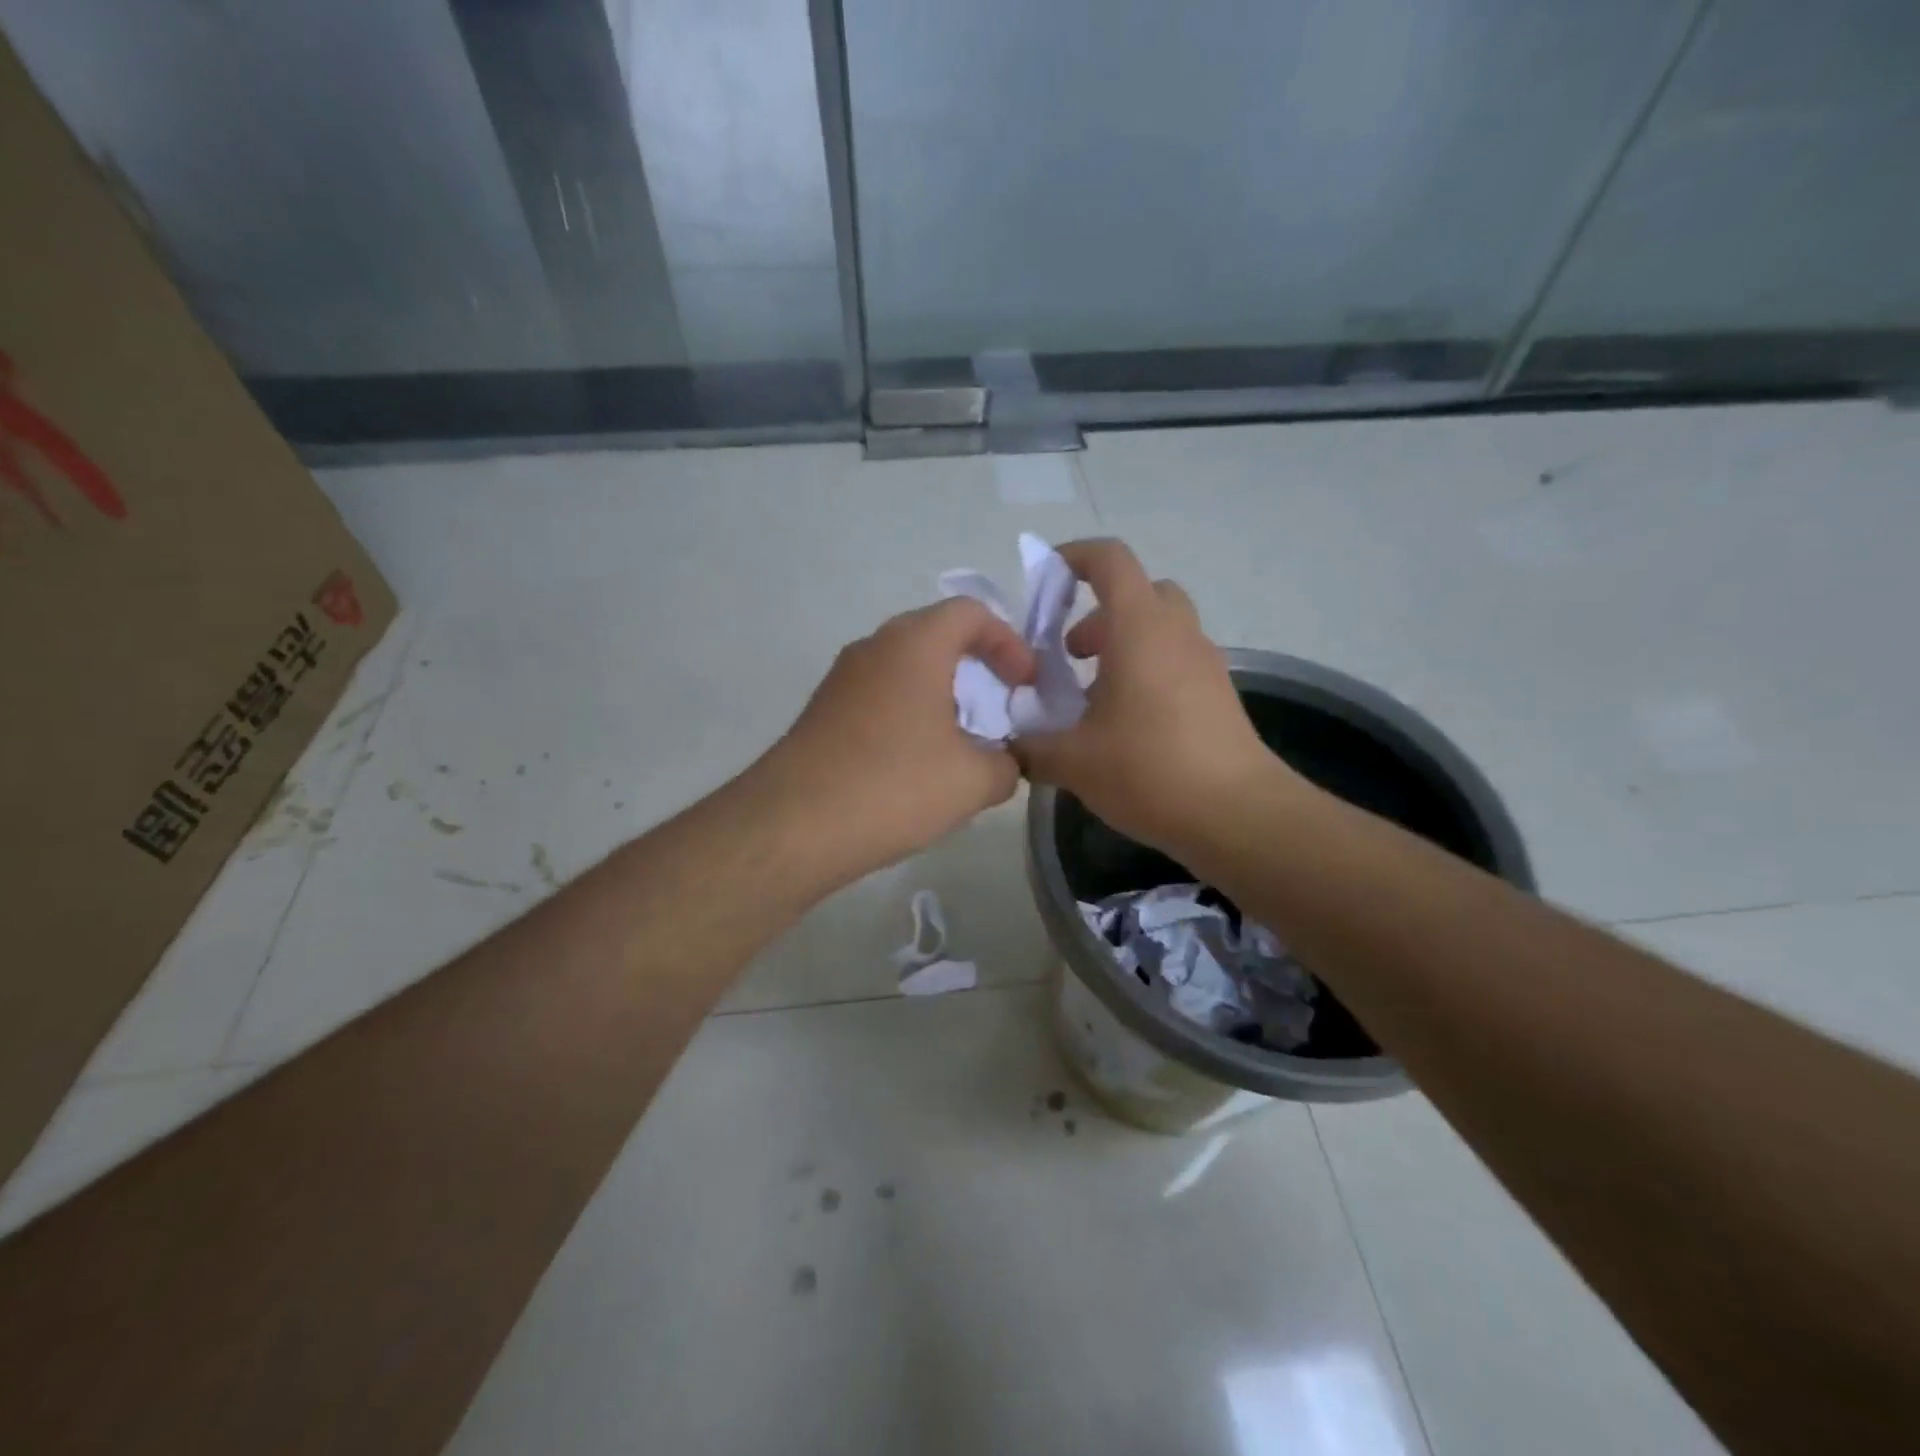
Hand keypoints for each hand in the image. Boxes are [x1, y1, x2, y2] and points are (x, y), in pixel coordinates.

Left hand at [756, 598, 1036, 884]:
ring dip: (940, 692)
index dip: (1008, 641)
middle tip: (999, 704)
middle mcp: (874, 648)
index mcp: (915, 645)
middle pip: (935, 634)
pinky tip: (916, 762)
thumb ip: (1006, 764)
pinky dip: (908, 712)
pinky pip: (878, 695)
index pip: (971, 612)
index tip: (1024, 685)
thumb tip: (1003, 762)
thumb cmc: (894, 786)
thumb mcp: (973, 781)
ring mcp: (841, 679)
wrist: (793, 826)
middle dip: (975, 663)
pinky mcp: (822, 712)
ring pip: (904, 667)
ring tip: (962, 739)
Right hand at [1014, 538, 1294, 853]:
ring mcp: (1205, 662)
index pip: (1110, 560)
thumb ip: (1030, 747)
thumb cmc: (1149, 769)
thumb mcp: (1072, 761)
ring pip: (1160, 628)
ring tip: (1093, 697)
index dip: (1074, 557)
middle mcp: (1176, 633)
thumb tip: (1010, 746)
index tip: (1046, 579)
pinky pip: (1176, 660)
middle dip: (1099, 613)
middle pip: (1139, 592)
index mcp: (1139, 628)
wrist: (1237, 814)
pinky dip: (1146, 671)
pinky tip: (1125, 724)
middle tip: (1071, 654)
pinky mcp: (1218, 694)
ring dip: (1123, 645)